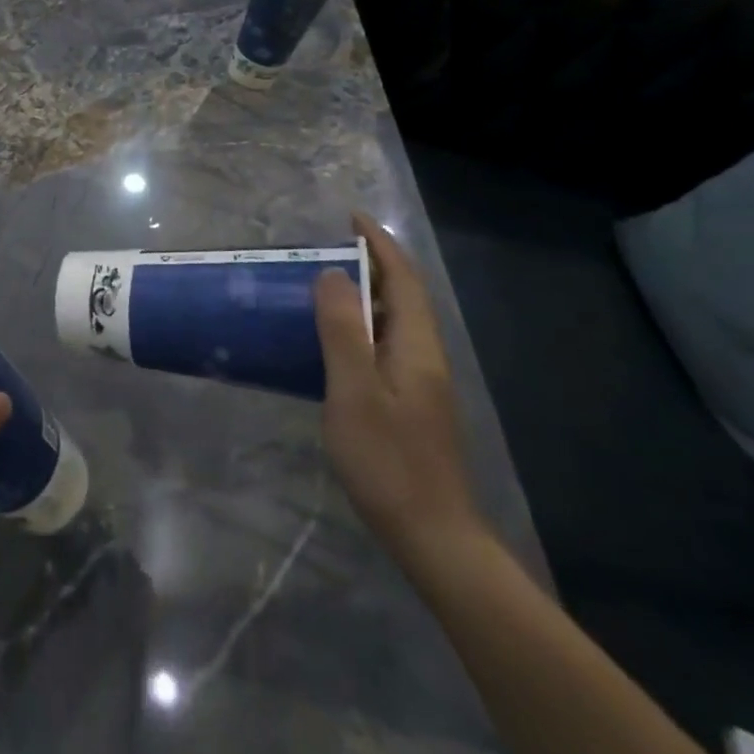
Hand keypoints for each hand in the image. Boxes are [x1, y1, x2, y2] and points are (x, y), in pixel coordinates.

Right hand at [315, 214, 485, 570]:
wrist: (432, 535)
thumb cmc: (389, 461)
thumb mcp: (354, 392)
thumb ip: (343, 330)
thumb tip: (333, 274)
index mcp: (416, 347)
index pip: (402, 280)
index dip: (379, 244)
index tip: (350, 217)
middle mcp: (424, 356)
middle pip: (402, 296)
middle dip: (371, 263)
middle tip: (325, 247)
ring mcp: (419, 383)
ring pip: (393, 322)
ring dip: (364, 294)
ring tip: (321, 283)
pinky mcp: (409, 404)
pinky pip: (384, 346)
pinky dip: (359, 326)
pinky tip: (331, 341)